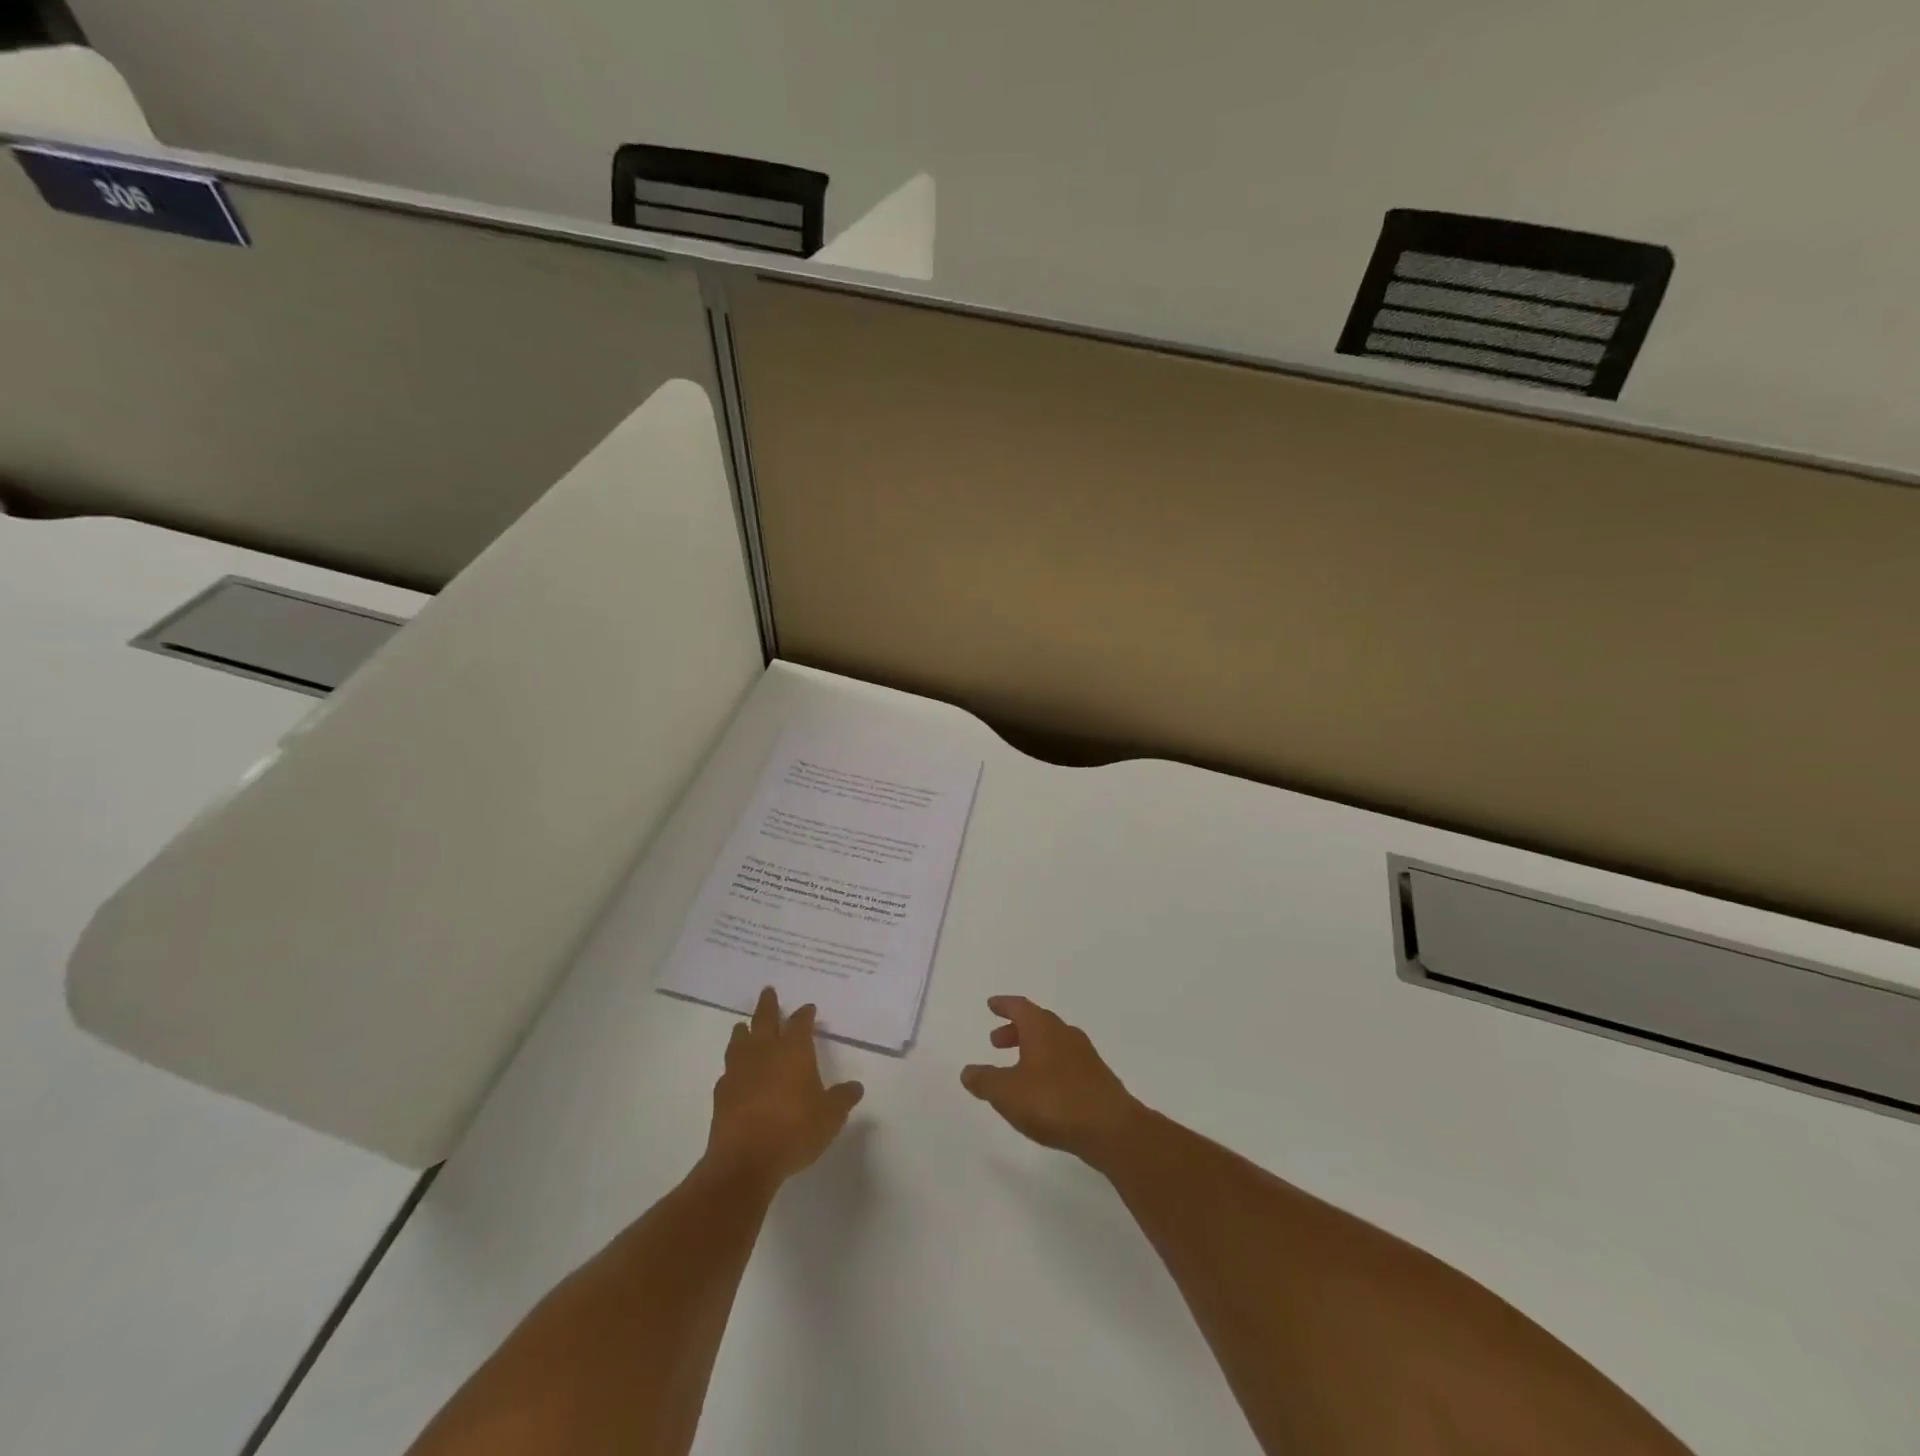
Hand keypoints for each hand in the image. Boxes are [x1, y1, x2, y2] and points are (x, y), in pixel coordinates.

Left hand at [706, 987, 863, 1191]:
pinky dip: (733, 1065)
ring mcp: (740, 1071)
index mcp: (794, 1051)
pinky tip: (735, 1071)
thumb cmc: (795, 1130)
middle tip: (768, 991)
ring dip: (745, 1030)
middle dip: (768, 1005)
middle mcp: (765, 1053)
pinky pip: (728, 1069)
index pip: (800, 1023)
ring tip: (744, 1024)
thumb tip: (855, 1087)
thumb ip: (842, 1099)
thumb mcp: (830, 1117)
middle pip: (765, 1020)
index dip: (805, 1014)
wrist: (745, 1160)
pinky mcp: (721, 1093)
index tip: (808, 1008)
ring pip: (740, 1040)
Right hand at [961, 996, 1141, 1165]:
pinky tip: (1043, 1089)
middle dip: (1015, 1030)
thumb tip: (968, 1071)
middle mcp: (1064, 1033)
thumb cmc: (1053, 1102)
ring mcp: (1084, 1055)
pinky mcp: (1096, 1078)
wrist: (1111, 1128)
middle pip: (1037, 1022)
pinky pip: (1065, 1061)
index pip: (1020, 1007)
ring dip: (1032, 1049)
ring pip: (1052, 1042)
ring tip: (1016, 1068)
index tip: (992, 1004)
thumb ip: (985, 1080)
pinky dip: (1048, 1066)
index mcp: (1042, 1028)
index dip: (1004, 1005)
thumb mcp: (1007, 1093)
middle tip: (996, 1041)